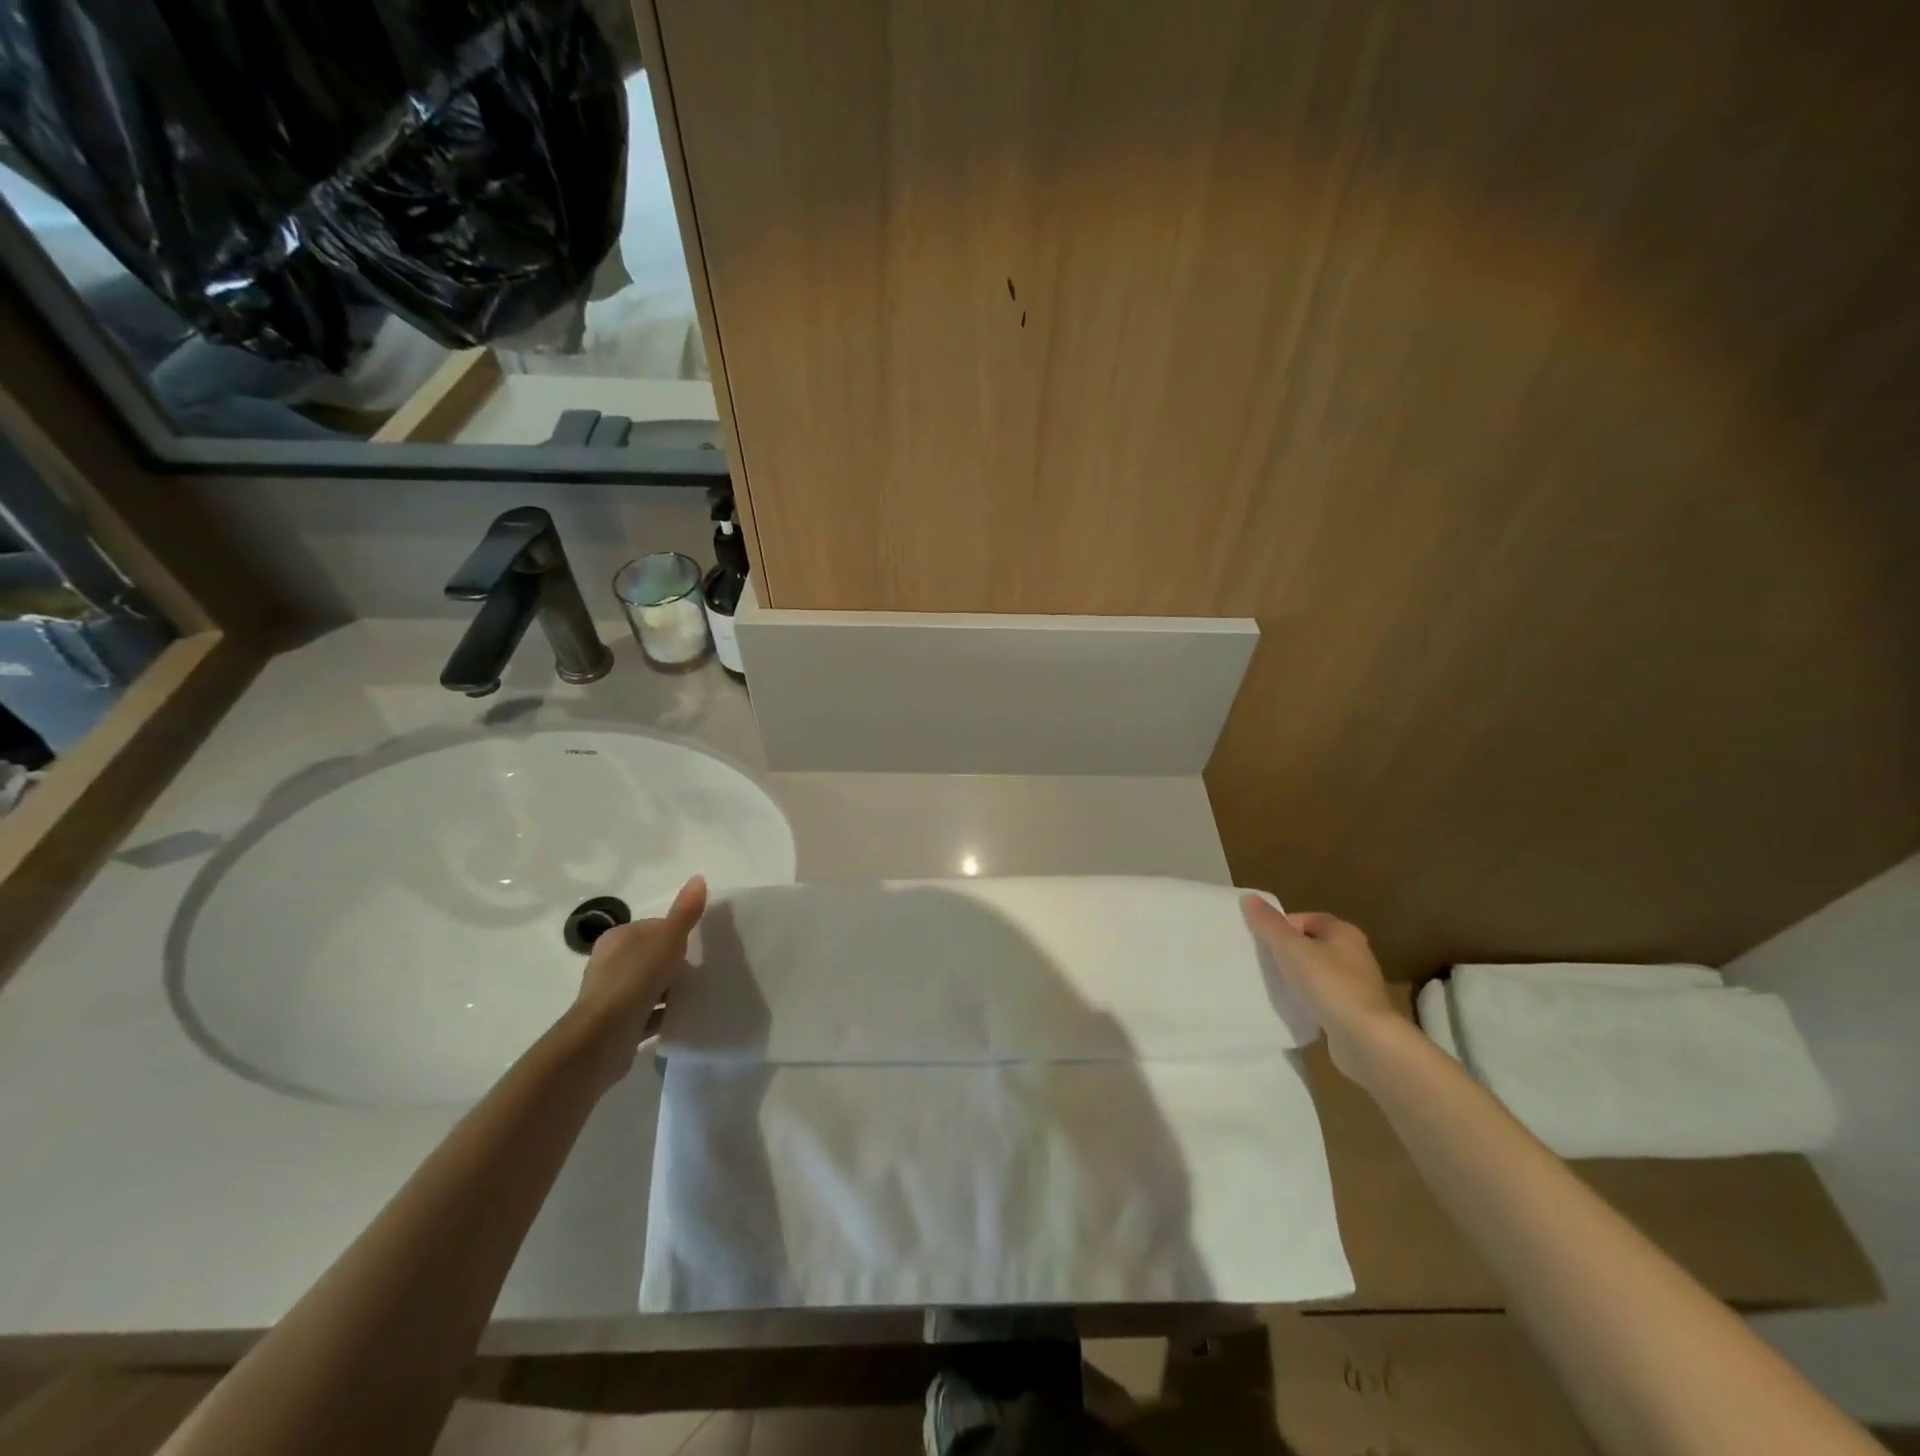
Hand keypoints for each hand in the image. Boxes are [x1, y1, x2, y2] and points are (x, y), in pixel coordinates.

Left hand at [570, 875, 707, 1085]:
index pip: (655, 928)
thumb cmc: (634, 980)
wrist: (601, 1038)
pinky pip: (648, 1013)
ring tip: (699, 994)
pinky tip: (685, 1017)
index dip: (678, 935)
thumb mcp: (666, 941)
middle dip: (676, 964)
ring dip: (672, 991)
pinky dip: (665, 1014)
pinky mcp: (617, 1023)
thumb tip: (698, 877)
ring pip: (650, 986)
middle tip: (702, 972)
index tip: (698, 948)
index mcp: (618, 938)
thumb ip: (684, 913)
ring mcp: (612, 995)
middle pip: (653, 957)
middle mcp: (610, 963)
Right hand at [1241, 896, 1397, 1079]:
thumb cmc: (1327, 983)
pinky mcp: (1356, 1010)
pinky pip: (1325, 996)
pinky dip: (1310, 998)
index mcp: (1344, 932)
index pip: (1305, 919)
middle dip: (1287, 952)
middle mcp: (1355, 953)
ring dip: (1298, 976)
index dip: (1281, 927)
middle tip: (1264, 963)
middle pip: (1311, 944)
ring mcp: (1358, 984)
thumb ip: (1268, 923)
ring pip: (1318, 971)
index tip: (1262, 943)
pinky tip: (1296, 1007)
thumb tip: (1249, 897)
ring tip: (1276, 986)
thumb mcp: (1290, 948)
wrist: (1364, 1038)